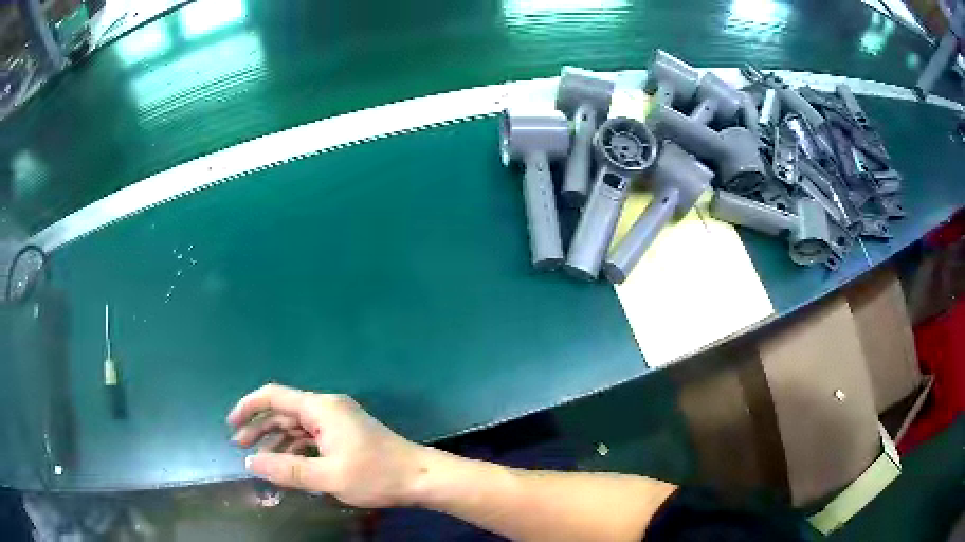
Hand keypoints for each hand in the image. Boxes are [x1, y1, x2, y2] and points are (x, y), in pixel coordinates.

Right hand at [227, 384, 427, 507]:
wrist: (420, 478)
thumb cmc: (376, 475)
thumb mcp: (328, 477)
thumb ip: (287, 470)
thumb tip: (251, 462)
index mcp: (321, 408)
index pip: (274, 397)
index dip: (248, 407)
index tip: (232, 426)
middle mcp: (326, 408)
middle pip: (283, 411)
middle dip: (259, 427)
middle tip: (241, 448)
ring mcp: (337, 421)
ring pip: (296, 426)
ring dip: (276, 440)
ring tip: (259, 459)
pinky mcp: (344, 435)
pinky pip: (310, 437)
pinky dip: (294, 448)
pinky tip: (285, 464)